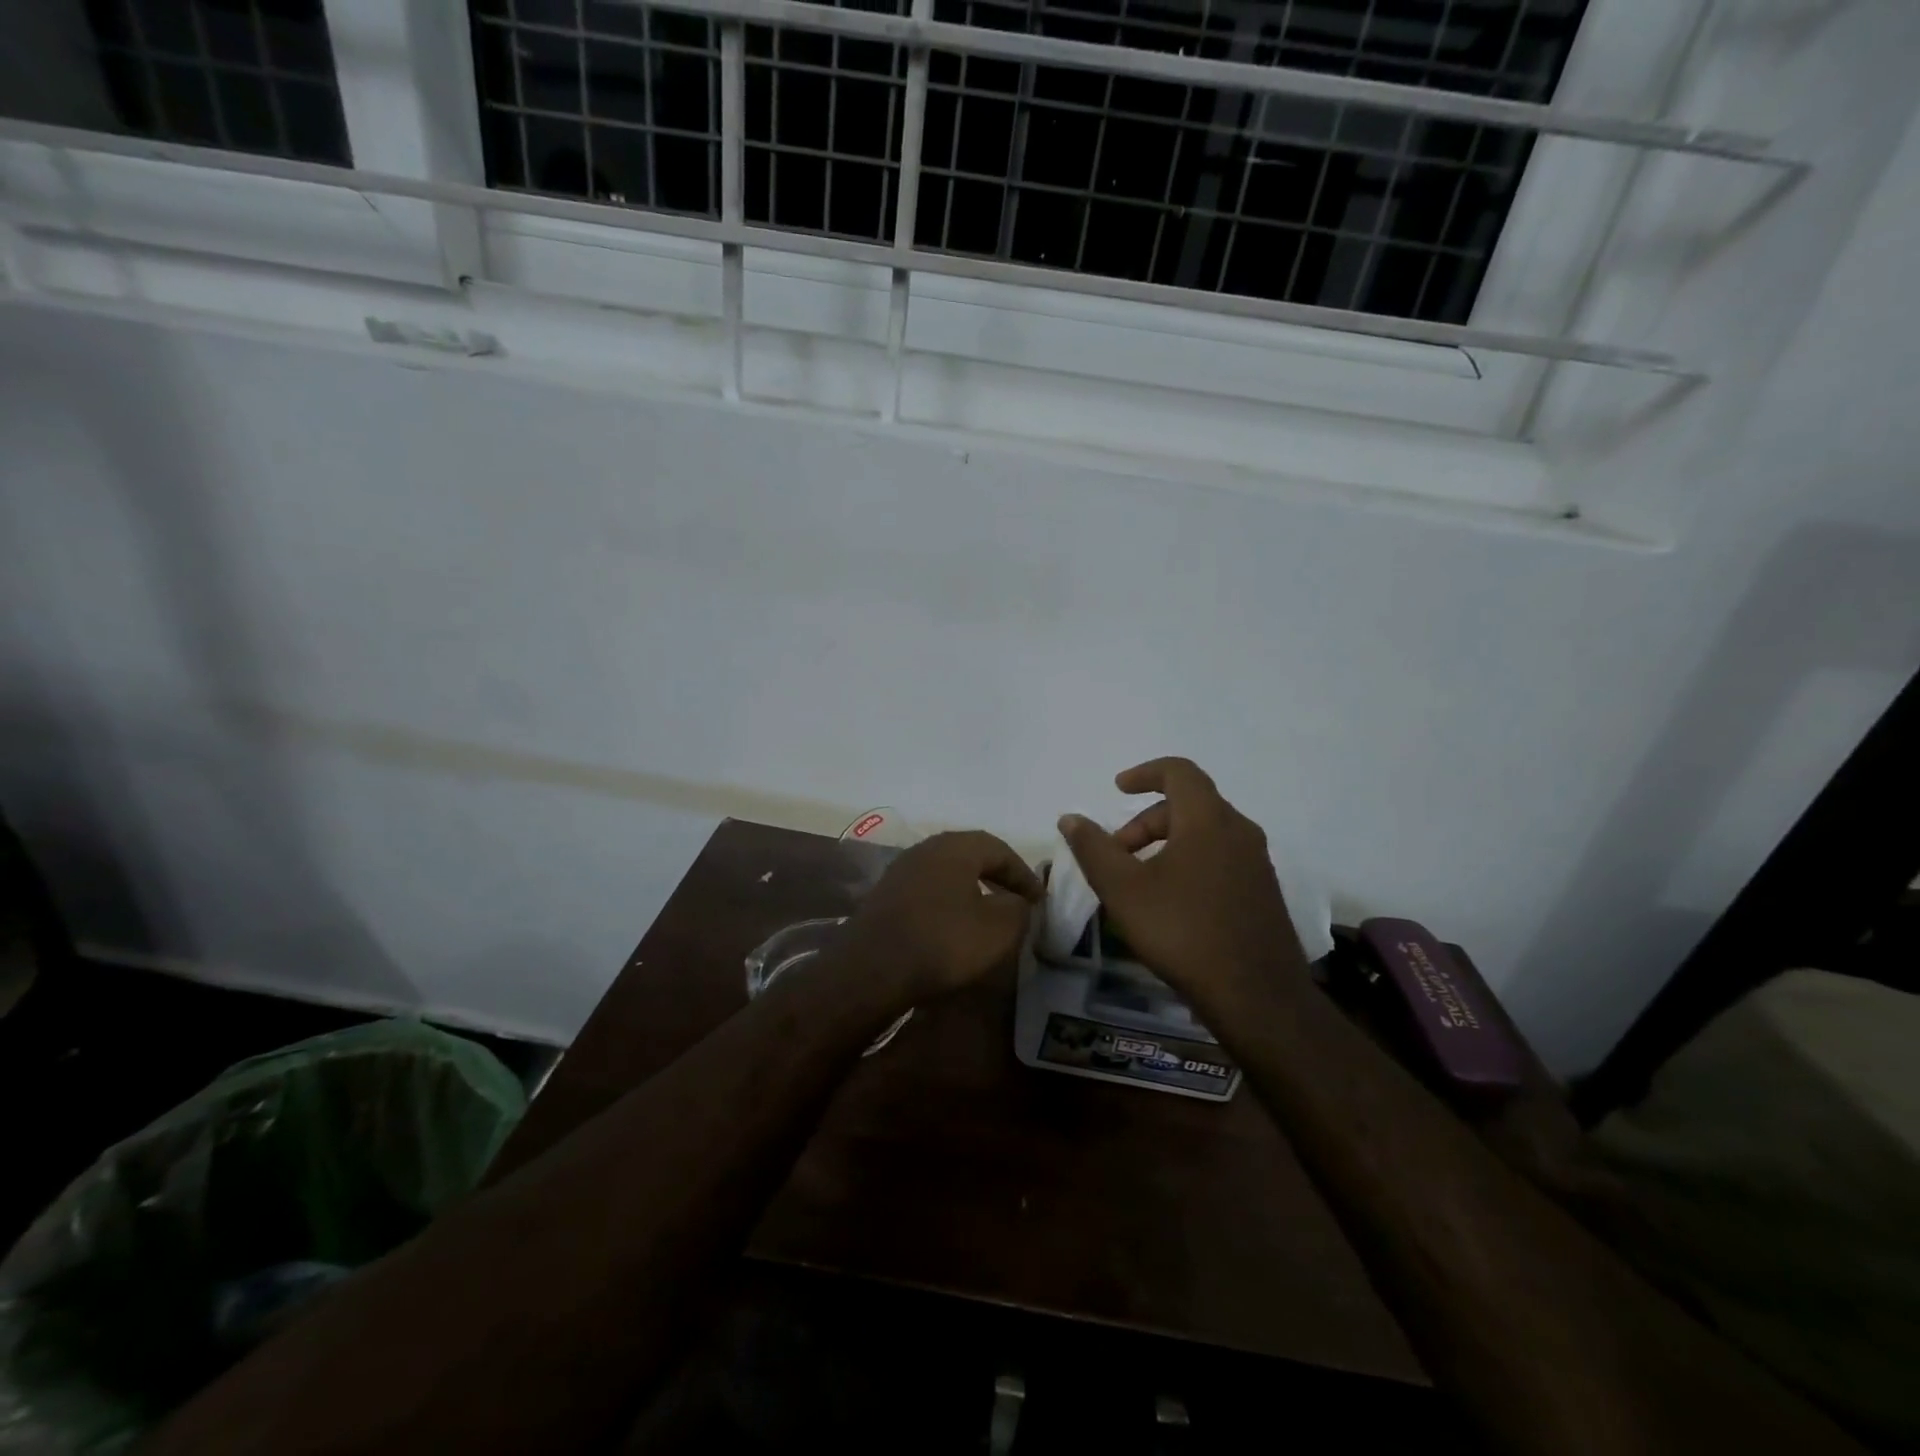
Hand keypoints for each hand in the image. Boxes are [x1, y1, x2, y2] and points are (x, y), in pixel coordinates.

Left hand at [841, 831, 1042, 1002]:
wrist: (873, 968)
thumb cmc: (943, 942)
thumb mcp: (998, 929)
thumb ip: (1018, 908)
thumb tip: (1017, 901)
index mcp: (955, 847)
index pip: (999, 848)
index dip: (1023, 873)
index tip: (1040, 898)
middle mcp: (926, 848)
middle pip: (970, 854)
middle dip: (996, 874)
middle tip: (1017, 898)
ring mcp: (901, 870)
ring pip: (947, 871)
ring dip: (971, 887)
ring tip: (988, 911)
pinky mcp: (885, 895)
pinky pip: (928, 889)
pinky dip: (948, 901)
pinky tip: (953, 924)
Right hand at [1058, 758, 1304, 1008]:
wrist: (1257, 996)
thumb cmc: (1183, 932)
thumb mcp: (1123, 889)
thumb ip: (1093, 848)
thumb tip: (1070, 818)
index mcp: (1208, 820)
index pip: (1179, 771)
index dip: (1145, 773)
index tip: (1117, 788)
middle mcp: (1239, 831)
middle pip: (1189, 804)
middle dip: (1145, 821)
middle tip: (1117, 853)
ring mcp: (1257, 862)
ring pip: (1205, 832)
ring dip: (1166, 842)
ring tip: (1139, 879)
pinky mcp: (1263, 891)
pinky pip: (1221, 856)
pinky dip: (1189, 860)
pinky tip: (1172, 901)